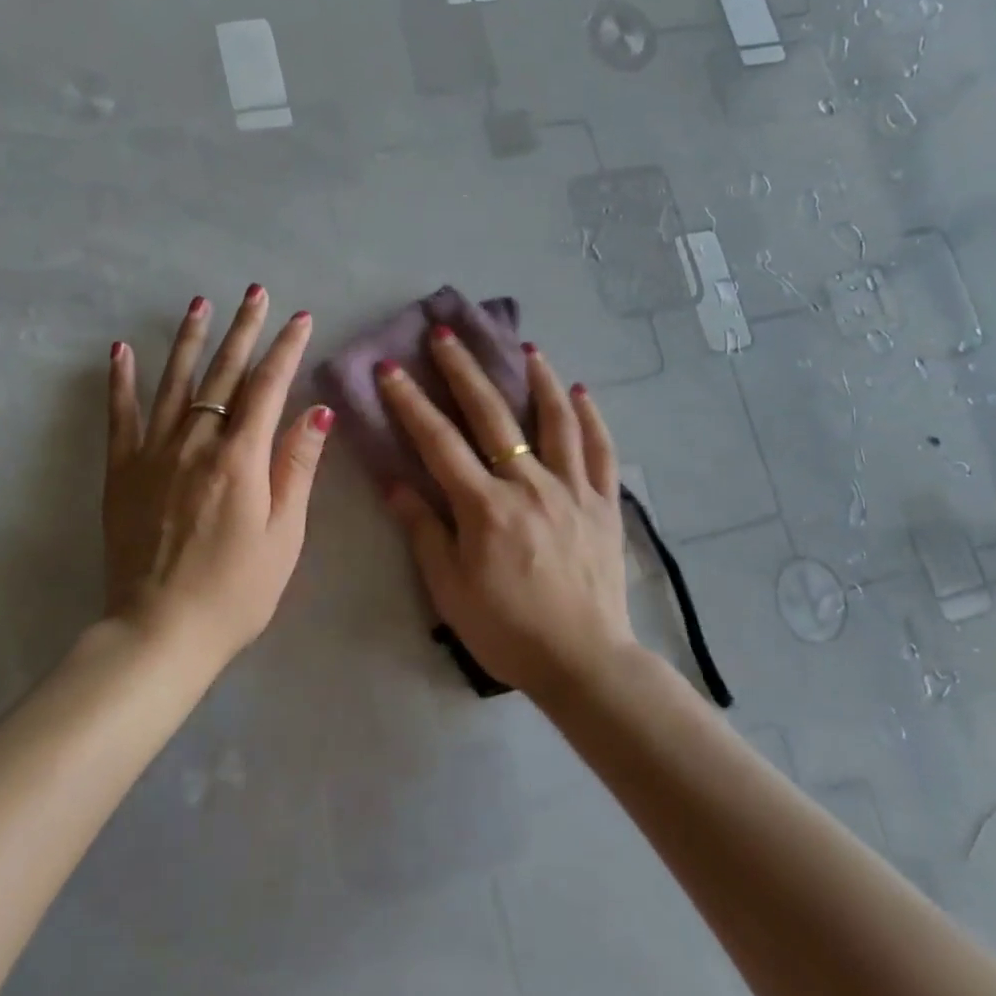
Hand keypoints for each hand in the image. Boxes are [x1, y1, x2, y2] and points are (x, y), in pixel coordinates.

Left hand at [104, 286, 331, 667]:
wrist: (160, 633)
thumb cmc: (236, 591)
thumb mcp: (284, 535)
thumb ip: (297, 467)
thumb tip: (316, 410)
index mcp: (240, 459)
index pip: (268, 388)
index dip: (286, 349)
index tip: (300, 318)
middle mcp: (195, 444)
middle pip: (223, 374)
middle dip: (244, 330)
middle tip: (256, 292)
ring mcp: (153, 454)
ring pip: (174, 383)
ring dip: (189, 340)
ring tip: (200, 304)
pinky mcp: (122, 472)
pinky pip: (120, 416)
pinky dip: (121, 381)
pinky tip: (120, 350)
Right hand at [377, 327, 634, 697]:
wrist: (583, 662)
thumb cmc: (507, 630)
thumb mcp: (450, 589)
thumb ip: (424, 531)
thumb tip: (395, 484)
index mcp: (485, 508)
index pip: (439, 442)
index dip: (410, 402)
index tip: (390, 368)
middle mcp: (530, 485)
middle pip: (493, 416)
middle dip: (464, 371)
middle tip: (446, 334)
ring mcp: (573, 490)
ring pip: (555, 420)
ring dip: (537, 379)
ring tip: (524, 347)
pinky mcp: (605, 503)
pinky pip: (601, 450)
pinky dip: (590, 417)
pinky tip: (580, 391)